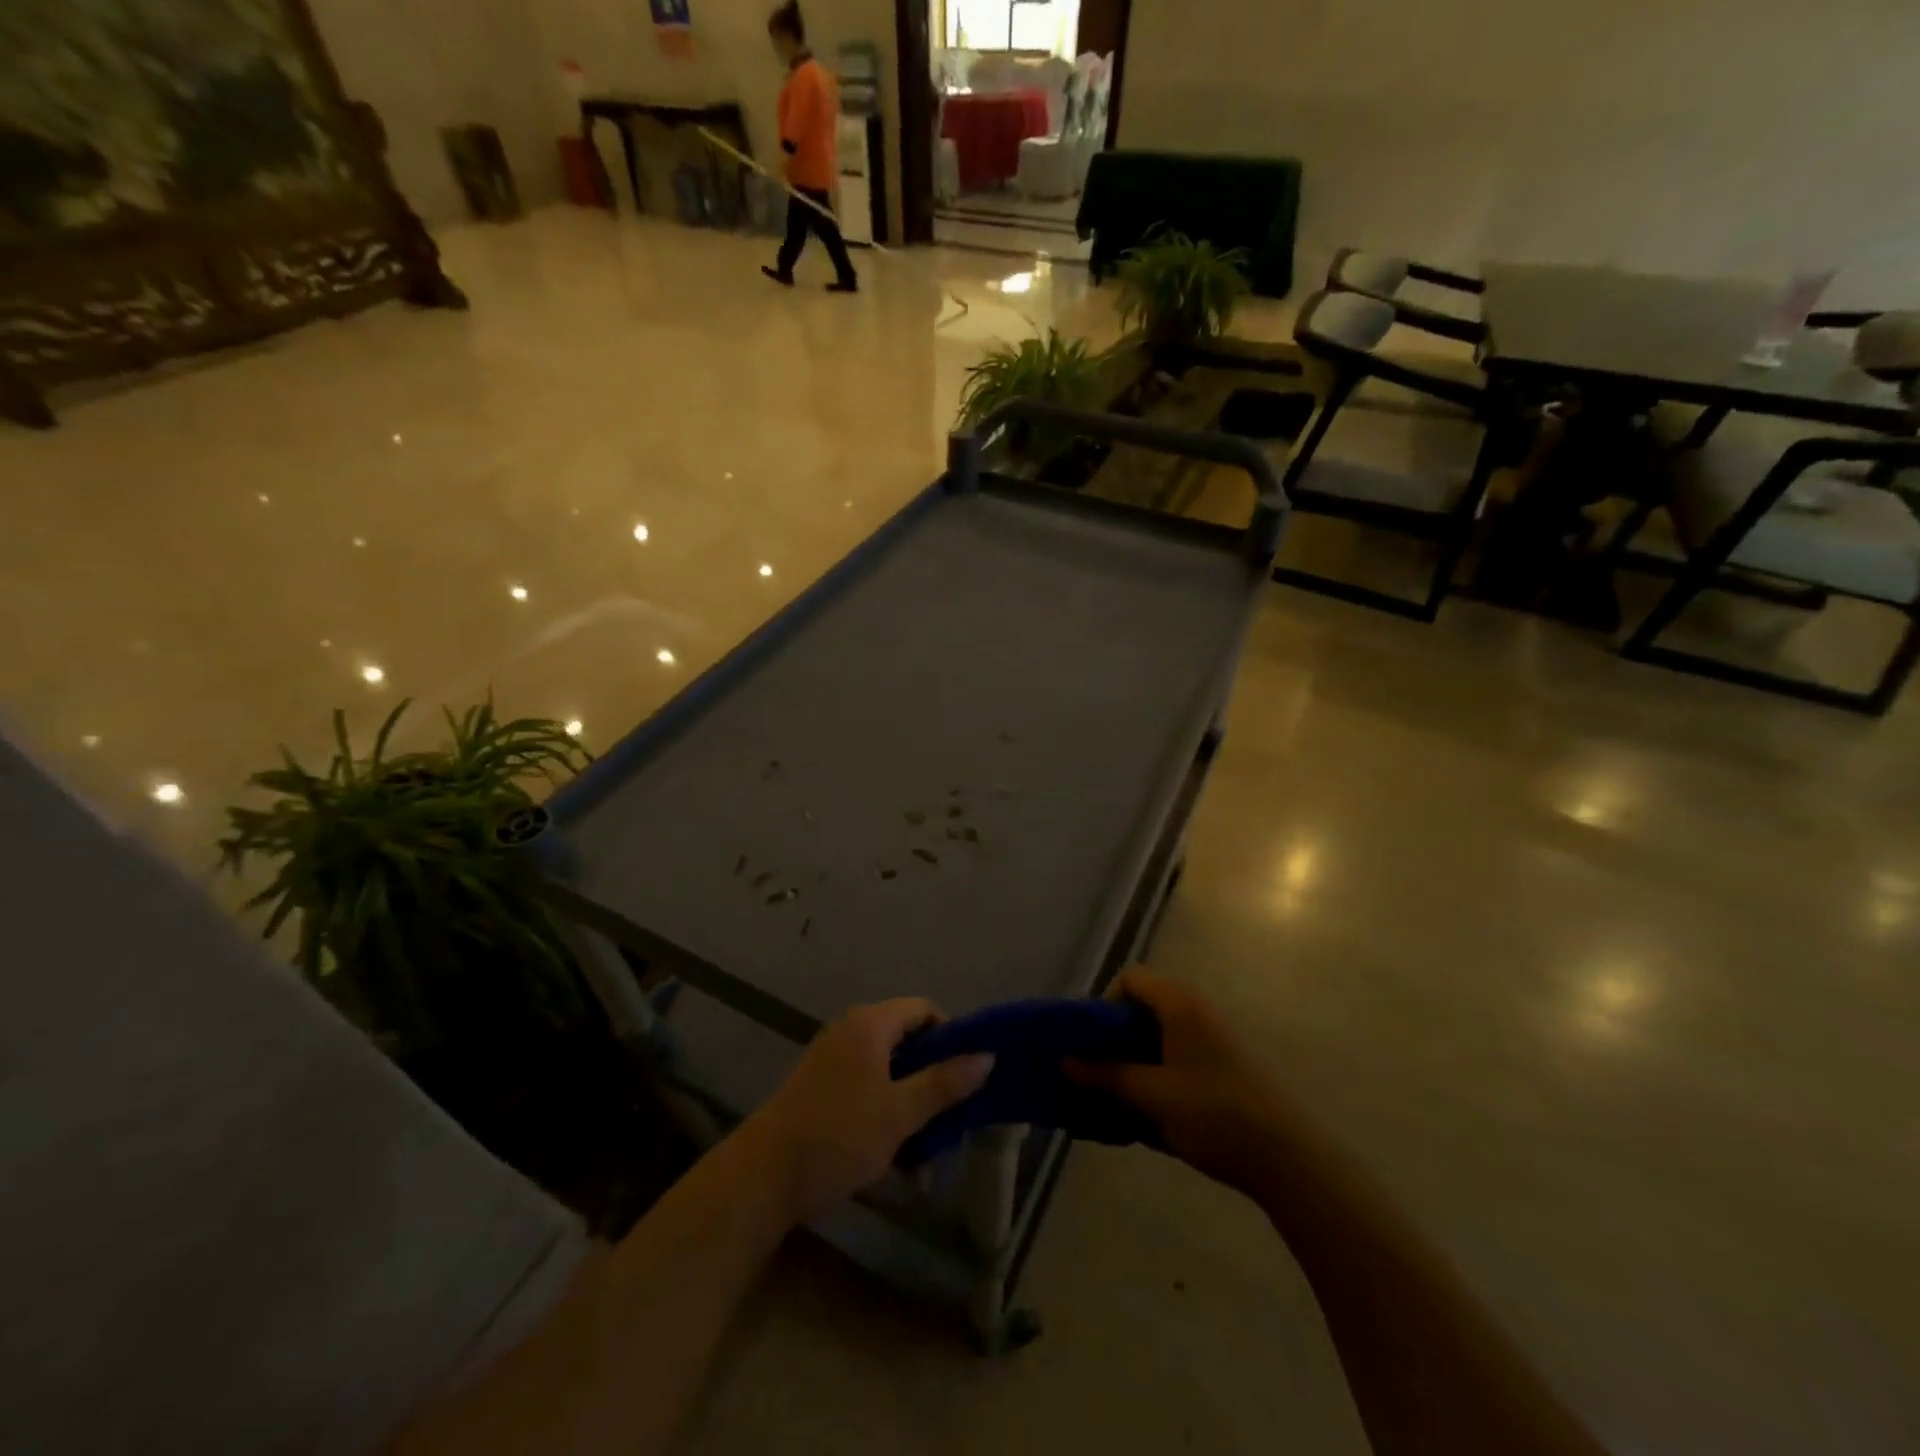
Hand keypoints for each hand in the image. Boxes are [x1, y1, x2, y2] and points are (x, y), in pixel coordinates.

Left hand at [740, 999, 992, 1225]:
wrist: (762, 1176)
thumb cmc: (838, 1135)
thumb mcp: (900, 1113)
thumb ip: (944, 1083)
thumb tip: (987, 1055)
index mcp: (870, 1024)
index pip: (923, 1009)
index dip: (951, 1036)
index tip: (966, 1074)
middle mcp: (850, 1029)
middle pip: (906, 1037)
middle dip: (932, 1073)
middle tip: (951, 1112)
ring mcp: (832, 1057)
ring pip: (887, 1066)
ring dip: (909, 1097)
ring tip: (926, 1140)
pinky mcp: (820, 1085)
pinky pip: (865, 1083)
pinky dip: (884, 1106)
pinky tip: (893, 1148)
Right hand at [1070, 971, 1291, 1197]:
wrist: (1288, 1158)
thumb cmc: (1214, 1113)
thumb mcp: (1152, 1095)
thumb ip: (1106, 1075)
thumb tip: (1065, 1062)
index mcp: (1179, 1004)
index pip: (1130, 979)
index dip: (1103, 1003)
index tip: (1090, 1042)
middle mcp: (1194, 1013)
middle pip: (1141, 1010)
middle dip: (1111, 1040)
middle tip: (1092, 1073)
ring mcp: (1210, 1043)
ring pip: (1156, 1040)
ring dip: (1130, 1064)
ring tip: (1111, 1100)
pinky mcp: (1219, 1071)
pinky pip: (1173, 1062)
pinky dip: (1152, 1080)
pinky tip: (1143, 1119)